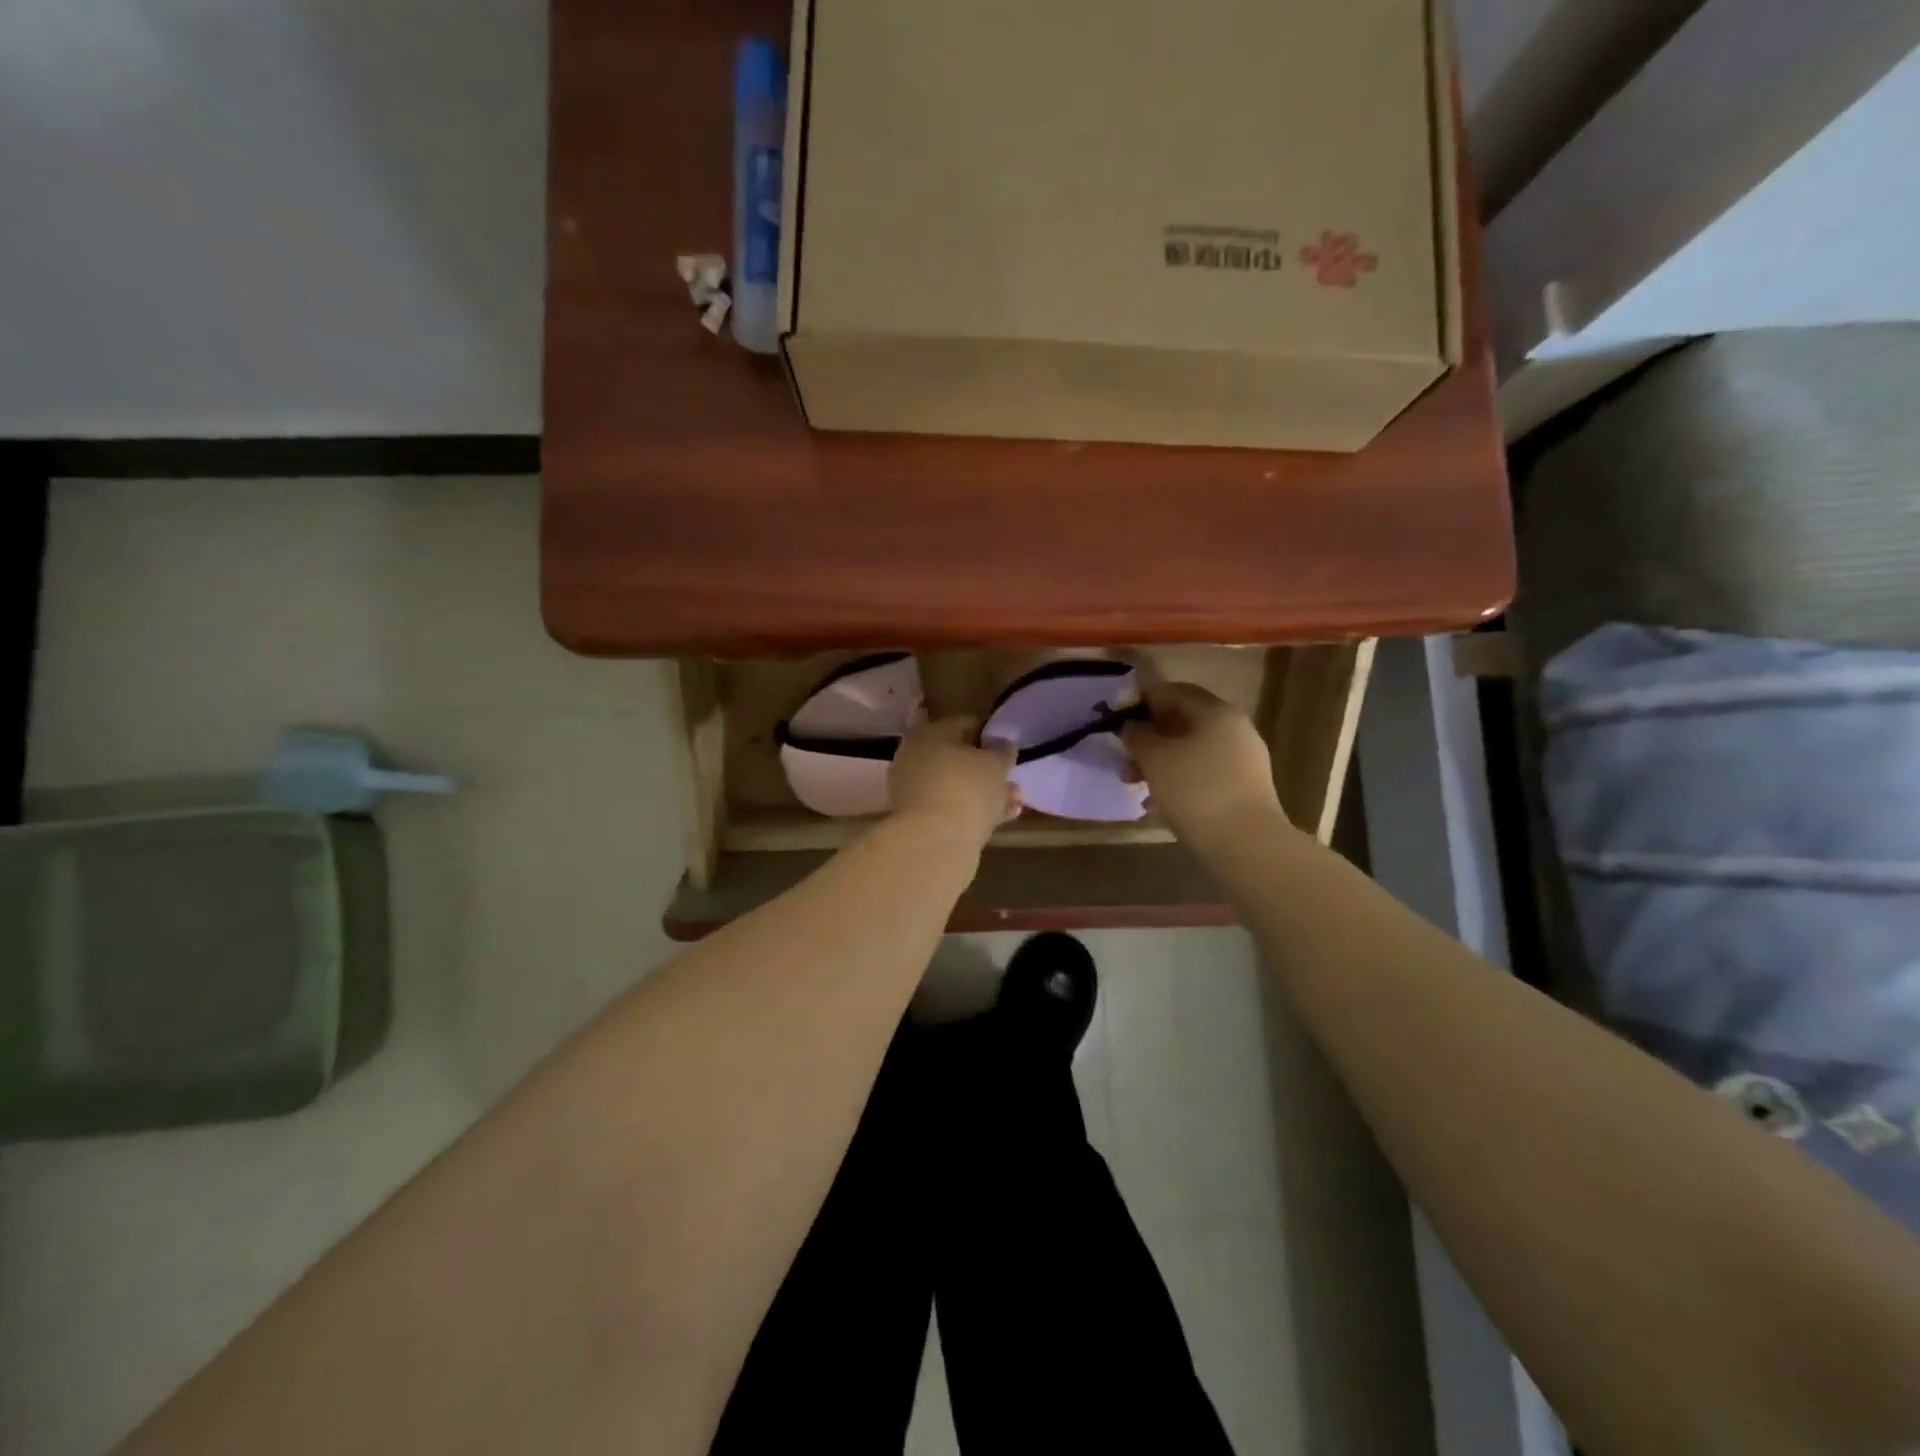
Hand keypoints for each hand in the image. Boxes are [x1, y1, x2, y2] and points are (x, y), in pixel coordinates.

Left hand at [888, 717, 1018, 851]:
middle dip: (985, 768)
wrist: (935, 842)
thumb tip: (1002, 743)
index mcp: (928, 733)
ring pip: (955, 785)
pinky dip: (974, 809)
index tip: (1006, 744)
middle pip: (955, 757)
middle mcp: (914, 758)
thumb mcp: (995, 765)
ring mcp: (913, 791)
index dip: (987, 732)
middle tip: (1010, 776)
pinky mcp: (918, 820)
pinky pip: (951, 807)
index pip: (962, 723)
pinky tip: (1003, 817)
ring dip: (984, 791)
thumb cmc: (967, 789)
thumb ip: (1002, 751)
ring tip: (1014, 800)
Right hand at [1121, 683, 1286, 850]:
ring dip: (1161, 763)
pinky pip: (1204, 774)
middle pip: (1183, 723)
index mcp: (1216, 712)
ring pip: (1192, 751)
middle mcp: (1235, 729)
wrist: (1245, 844)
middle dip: (1150, 739)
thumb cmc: (1195, 790)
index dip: (1142, 702)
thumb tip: (1130, 726)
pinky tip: (1159, 804)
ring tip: (1136, 787)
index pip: (1173, 692)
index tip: (1118, 720)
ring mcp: (1244, 760)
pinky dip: (1180, 781)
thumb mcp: (1154, 759)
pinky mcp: (1245, 789)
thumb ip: (1137, 736)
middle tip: (1124, 759)